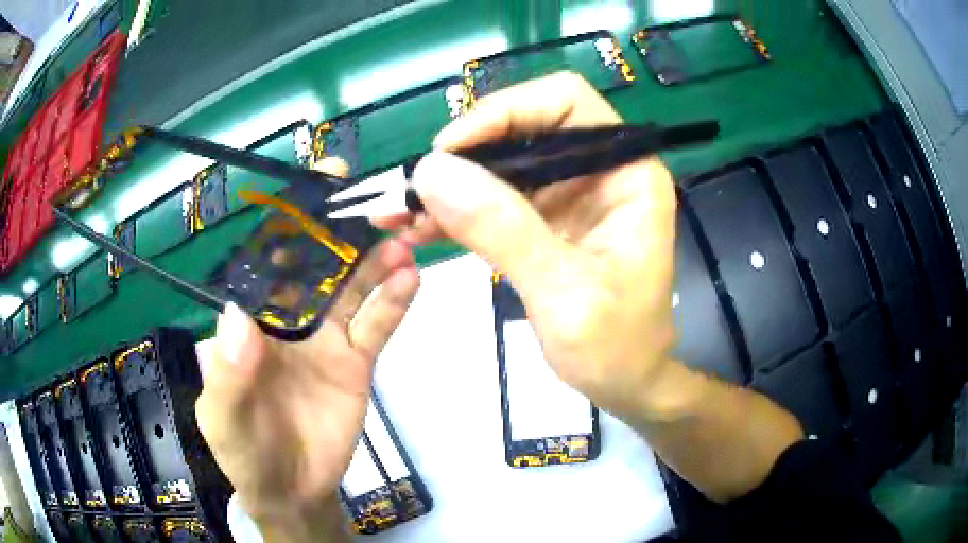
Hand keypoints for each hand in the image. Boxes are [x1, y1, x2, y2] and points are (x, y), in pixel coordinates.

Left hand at [195, 157, 419, 541]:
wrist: (292, 490)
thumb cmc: (245, 452)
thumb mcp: (224, 418)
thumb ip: (228, 373)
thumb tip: (238, 318)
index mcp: (251, 319)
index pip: (268, 259)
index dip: (290, 220)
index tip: (317, 184)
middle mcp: (289, 317)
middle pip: (318, 262)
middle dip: (344, 228)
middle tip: (377, 198)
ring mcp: (326, 338)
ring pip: (353, 286)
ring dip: (376, 258)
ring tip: (401, 235)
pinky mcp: (356, 361)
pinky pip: (376, 325)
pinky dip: (394, 301)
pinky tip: (411, 277)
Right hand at [385, 72, 801, 502]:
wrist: (625, 385)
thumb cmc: (616, 347)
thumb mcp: (563, 293)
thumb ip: (503, 228)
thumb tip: (432, 171)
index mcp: (627, 172)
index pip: (566, 101)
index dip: (506, 111)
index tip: (450, 150)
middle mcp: (599, 171)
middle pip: (525, 128)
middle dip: (466, 154)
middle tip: (413, 188)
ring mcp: (570, 195)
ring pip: (501, 165)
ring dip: (451, 185)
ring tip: (400, 212)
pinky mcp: (545, 221)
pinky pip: (494, 201)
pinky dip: (456, 212)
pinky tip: (418, 228)